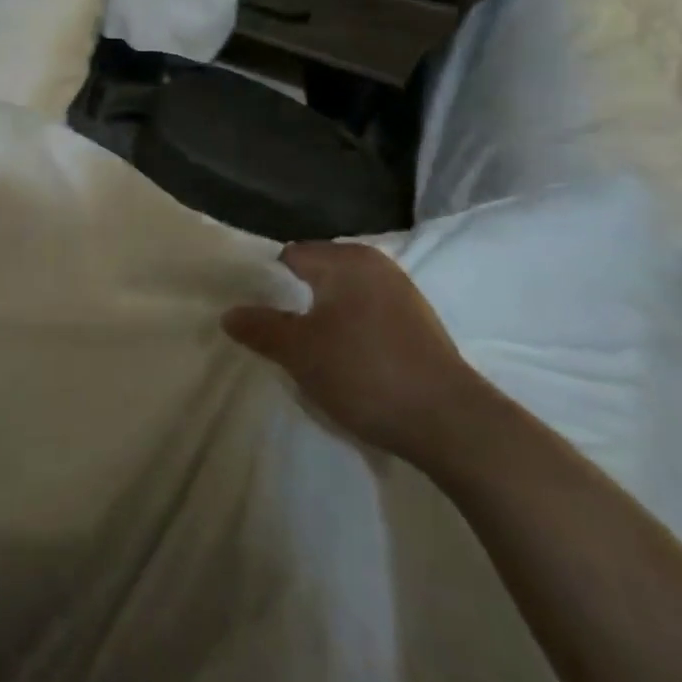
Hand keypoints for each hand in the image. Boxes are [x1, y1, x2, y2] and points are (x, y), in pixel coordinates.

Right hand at [223, 241, 483, 468]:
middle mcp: (376, 265)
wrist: (452, 424)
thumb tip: (229, 313)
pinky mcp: (420, 325)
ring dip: (325, 319)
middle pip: (318, 275)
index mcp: (346, 259)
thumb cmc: (366, 373)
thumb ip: (261, 328)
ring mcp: (403, 294)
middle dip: (295, 302)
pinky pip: (369, 316)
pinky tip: (348, 363)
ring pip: (345, 298)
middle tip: (277, 335)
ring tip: (309, 353)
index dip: (267, 283)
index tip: (255, 314)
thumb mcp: (300, 352)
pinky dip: (352, 332)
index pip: (290, 256)